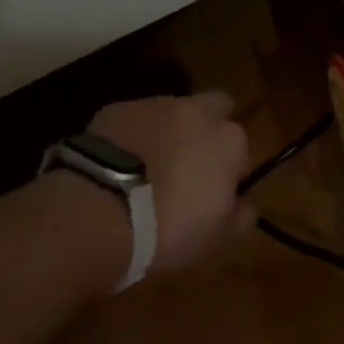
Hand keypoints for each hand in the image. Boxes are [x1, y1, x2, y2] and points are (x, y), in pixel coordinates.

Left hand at [88, 92, 253, 275]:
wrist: (96, 212)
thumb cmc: (167, 228)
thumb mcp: (216, 237)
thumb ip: (242, 215)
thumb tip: (246, 203)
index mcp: (228, 139)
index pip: (240, 148)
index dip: (229, 170)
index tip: (213, 194)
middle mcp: (197, 112)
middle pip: (214, 107)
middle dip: (207, 128)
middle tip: (189, 163)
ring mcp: (154, 106)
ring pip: (171, 112)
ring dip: (167, 132)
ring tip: (147, 166)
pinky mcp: (116, 109)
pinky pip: (133, 120)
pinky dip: (132, 136)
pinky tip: (117, 164)